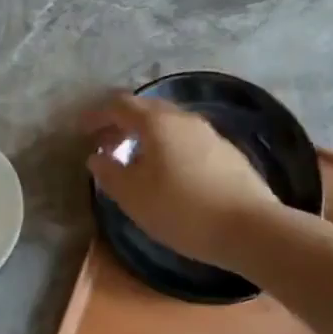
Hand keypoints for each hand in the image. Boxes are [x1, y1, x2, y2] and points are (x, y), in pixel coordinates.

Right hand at [84, 94, 281, 268]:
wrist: (250, 227)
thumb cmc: (182, 210)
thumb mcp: (134, 197)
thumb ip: (109, 173)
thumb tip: (96, 158)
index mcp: (157, 122)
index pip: (119, 105)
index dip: (97, 115)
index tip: (82, 130)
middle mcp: (184, 118)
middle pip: (146, 110)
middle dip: (121, 125)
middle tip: (105, 146)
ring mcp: (209, 133)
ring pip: (168, 124)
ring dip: (145, 137)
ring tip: (133, 162)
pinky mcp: (226, 151)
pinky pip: (186, 139)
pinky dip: (167, 147)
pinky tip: (167, 173)